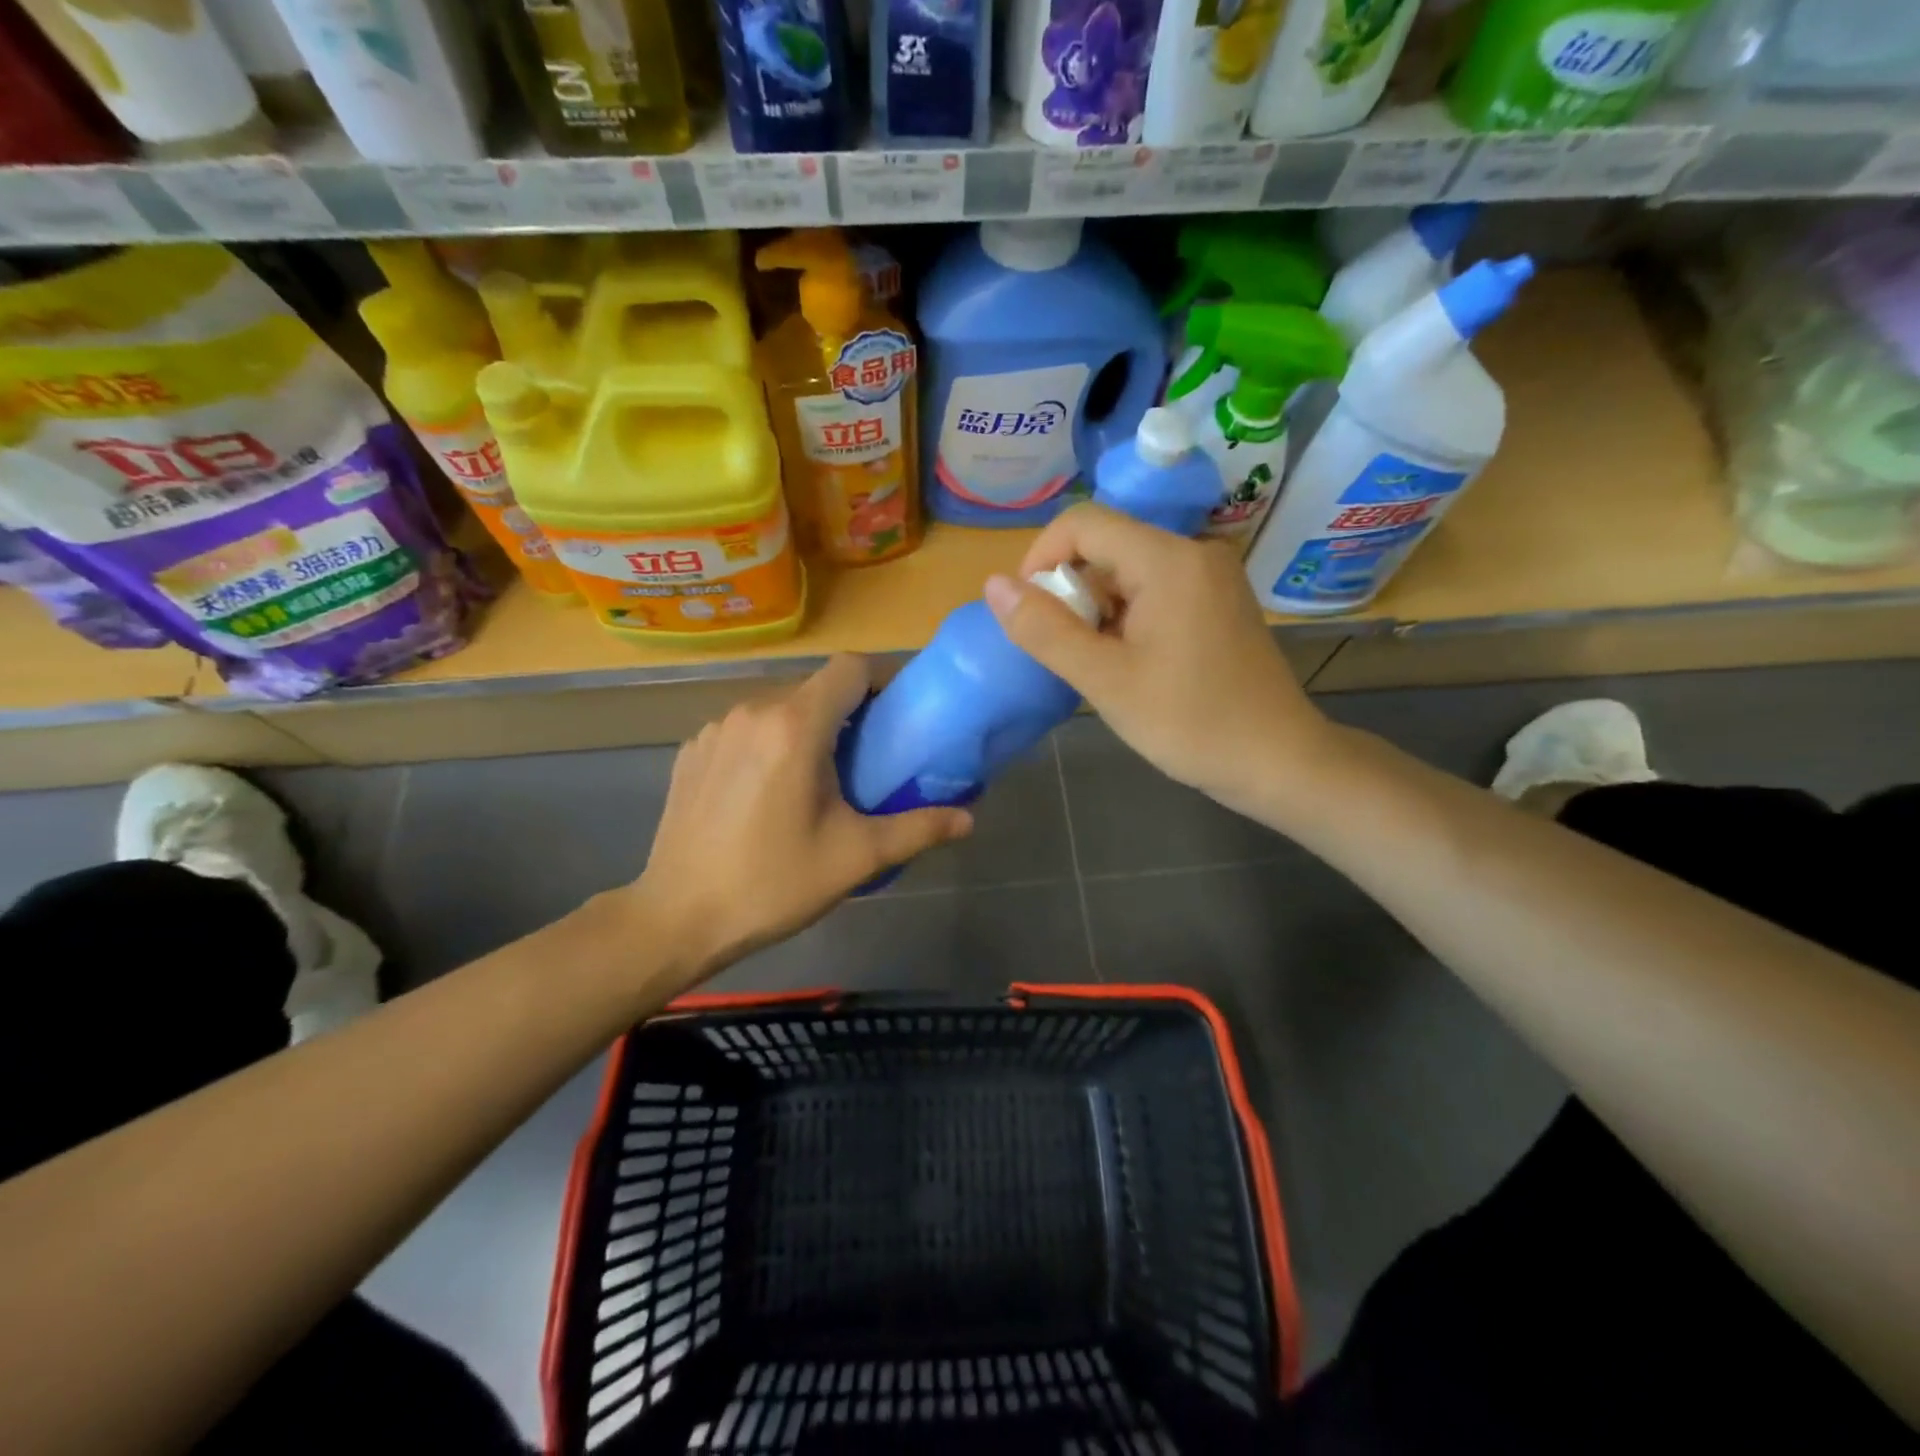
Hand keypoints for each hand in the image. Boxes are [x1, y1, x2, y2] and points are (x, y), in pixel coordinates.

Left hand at [632, 655, 972, 979]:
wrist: (676, 918)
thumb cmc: (772, 884)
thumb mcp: (855, 858)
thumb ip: (918, 829)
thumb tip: (970, 818)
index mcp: (795, 726)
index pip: (851, 667)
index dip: (884, 680)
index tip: (901, 715)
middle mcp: (751, 711)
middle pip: (816, 688)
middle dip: (850, 712)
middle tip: (870, 758)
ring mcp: (714, 729)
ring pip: (779, 707)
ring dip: (808, 728)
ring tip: (820, 778)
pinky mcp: (691, 751)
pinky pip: (745, 729)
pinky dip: (769, 744)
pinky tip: (768, 792)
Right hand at [983, 503, 1334, 818]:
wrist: (1278, 761)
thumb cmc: (1190, 723)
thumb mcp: (1105, 681)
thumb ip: (1045, 630)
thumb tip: (993, 585)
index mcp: (1168, 559)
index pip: (1082, 523)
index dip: (1041, 559)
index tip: (1030, 614)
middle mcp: (1194, 551)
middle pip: (1106, 545)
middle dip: (1071, 591)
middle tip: (1069, 652)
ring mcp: (1211, 575)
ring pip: (1128, 570)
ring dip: (1098, 609)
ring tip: (1101, 665)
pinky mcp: (1218, 600)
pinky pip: (1154, 589)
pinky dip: (1127, 617)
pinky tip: (1131, 663)